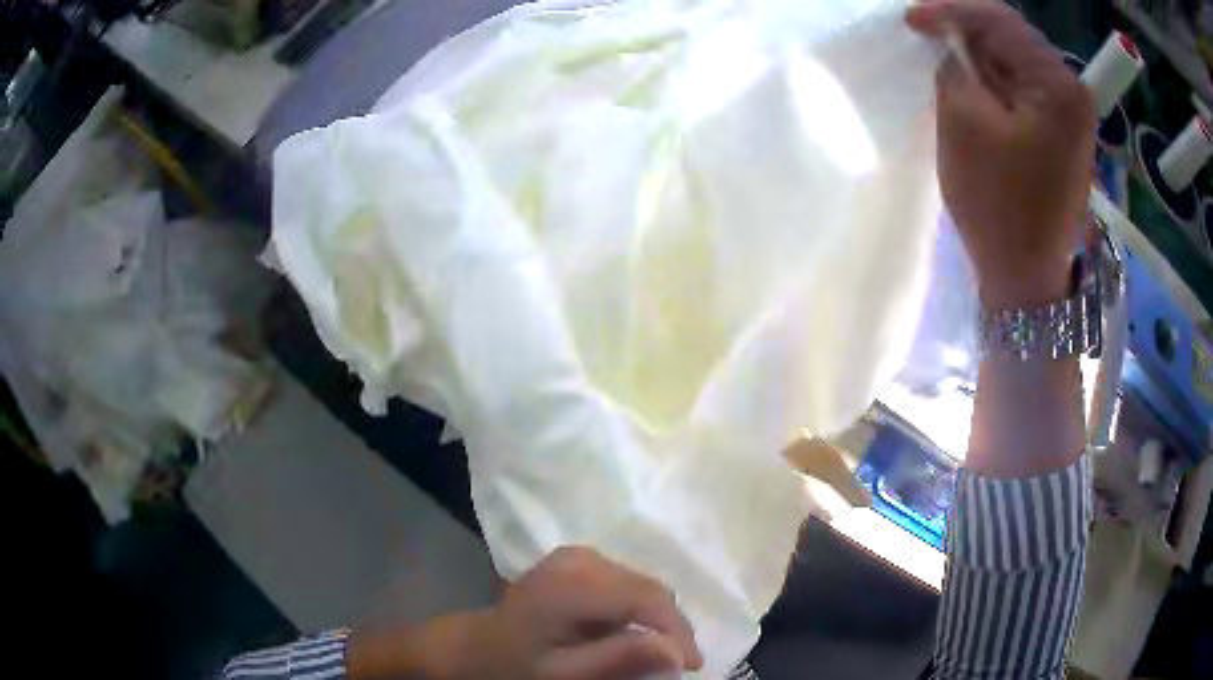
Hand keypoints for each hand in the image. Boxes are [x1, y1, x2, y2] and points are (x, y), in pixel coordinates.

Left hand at [349, 546, 702, 679]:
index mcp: (573, 584)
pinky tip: (630, 636)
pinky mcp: (579, 561)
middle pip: (650, 590)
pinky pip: (627, 585)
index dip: (679, 632)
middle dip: (670, 629)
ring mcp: (578, 556)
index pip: (648, 600)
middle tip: (677, 666)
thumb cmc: (514, 666)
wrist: (476, 646)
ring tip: (656, 655)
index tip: (693, 666)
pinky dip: (638, 612)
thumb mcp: (564, 674)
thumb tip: (676, 652)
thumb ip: (618, 660)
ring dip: (656, 622)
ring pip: (642, 587)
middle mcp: (580, 559)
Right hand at [906, 0, 1095, 307]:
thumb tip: (951, 44)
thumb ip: (955, 67)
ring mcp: (1071, 116)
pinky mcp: (1063, 135)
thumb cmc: (999, 206)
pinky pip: (1024, 91)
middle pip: (1013, 39)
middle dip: (967, 33)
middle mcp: (1073, 92)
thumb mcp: (965, 123)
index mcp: (1058, 85)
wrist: (1028, 280)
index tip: (911, 20)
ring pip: (1017, 64)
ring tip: (948, 66)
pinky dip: (996, 84)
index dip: (951, 11)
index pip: (1000, 20)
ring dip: (981, 60)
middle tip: (927, 39)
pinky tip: (975, 92)